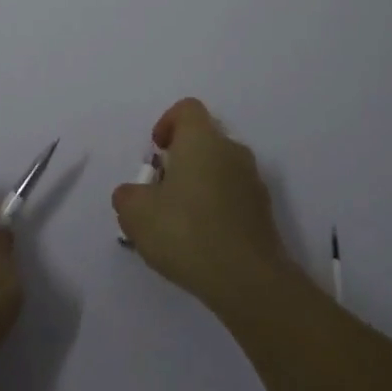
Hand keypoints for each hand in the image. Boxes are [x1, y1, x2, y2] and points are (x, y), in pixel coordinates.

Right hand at [112, 98, 296, 311]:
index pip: (186, 109)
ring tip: (179, 224)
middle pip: (203, 141)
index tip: (156, 152)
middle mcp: (232, 151)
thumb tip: (133, 194)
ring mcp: (253, 182)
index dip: (167, 123)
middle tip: (161, 193)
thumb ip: (127, 196)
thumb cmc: (187, 232)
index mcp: (202, 139)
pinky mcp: (264, 213)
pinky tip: (201, 243)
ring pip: (219, 170)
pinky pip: (233, 198)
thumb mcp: (136, 214)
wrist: (248, 281)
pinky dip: (216, 209)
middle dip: (180, 161)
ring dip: (199, 186)